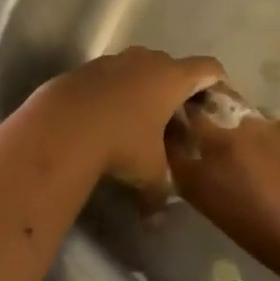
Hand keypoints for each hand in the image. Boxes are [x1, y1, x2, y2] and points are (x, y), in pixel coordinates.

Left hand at [27, 48, 224, 198]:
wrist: (63, 125)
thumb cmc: (121, 143)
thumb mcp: (148, 174)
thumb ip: (159, 194)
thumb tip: (157, 221)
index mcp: (172, 78)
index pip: (208, 68)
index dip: (216, 81)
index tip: (214, 100)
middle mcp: (147, 60)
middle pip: (173, 65)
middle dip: (176, 88)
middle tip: (174, 118)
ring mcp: (116, 60)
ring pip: (140, 66)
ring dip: (144, 86)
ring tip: (139, 118)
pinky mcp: (89, 66)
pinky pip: (112, 74)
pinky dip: (116, 89)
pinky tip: (107, 116)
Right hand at [166, 93, 279, 280]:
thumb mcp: (231, 223)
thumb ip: (213, 190)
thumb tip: (210, 174)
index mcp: (200, 177)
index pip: (170, 144)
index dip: (169, 137)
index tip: (170, 136)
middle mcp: (219, 143)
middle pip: (196, 114)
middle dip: (193, 113)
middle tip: (198, 122)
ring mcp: (253, 127)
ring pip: (230, 112)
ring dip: (230, 121)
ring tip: (244, 140)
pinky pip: (264, 122)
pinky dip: (264, 132)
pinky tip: (279, 152)